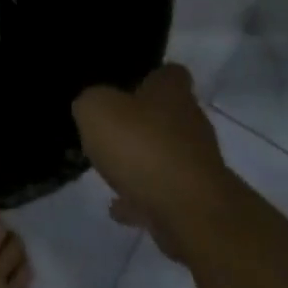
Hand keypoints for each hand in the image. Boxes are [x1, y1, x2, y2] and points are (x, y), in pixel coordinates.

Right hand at [72, 64, 224, 259]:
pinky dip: (143, 198)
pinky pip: (163, 194)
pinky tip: (119, 207)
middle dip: (143, 122)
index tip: (128, 84)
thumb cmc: (142, 147)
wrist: (190, 213)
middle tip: (111, 128)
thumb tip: (93, 105)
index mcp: (172, 93)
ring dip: (143, 161)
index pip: (170, 73)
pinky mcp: (196, 201)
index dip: (150, 76)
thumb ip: (91, 102)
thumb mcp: (97, 109)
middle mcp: (191, 123)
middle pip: (169, 115)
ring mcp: (197, 165)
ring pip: (166, 156)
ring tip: (110, 168)